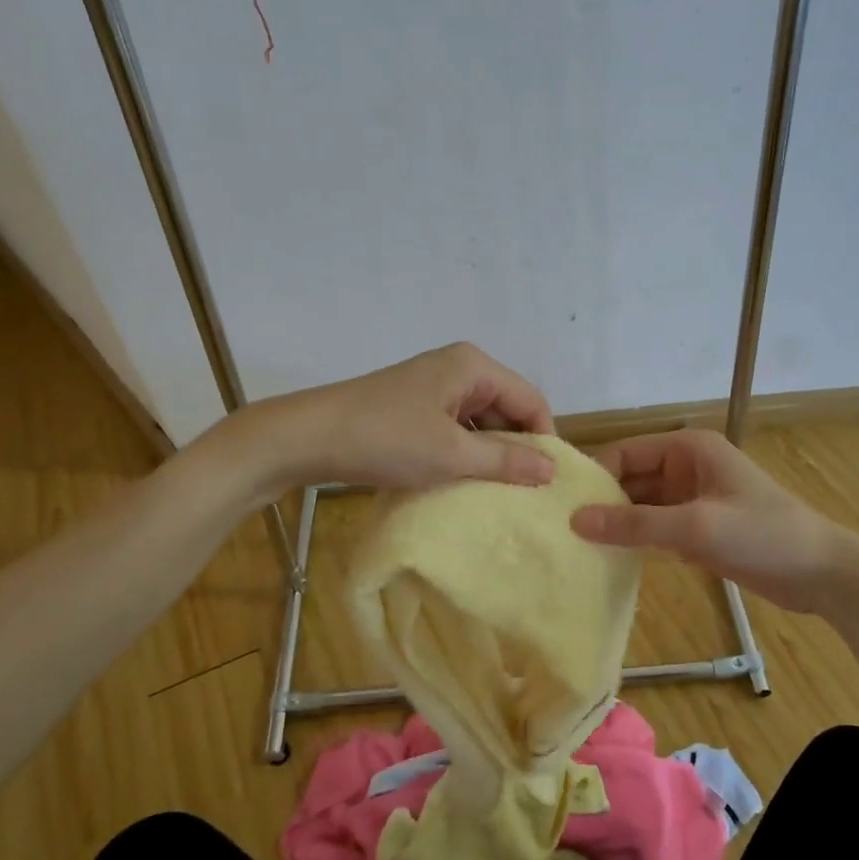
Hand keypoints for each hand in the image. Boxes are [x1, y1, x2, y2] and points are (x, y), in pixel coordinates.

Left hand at [268, 342, 556, 490]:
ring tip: (496, 492)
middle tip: (524, 492)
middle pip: (506, 408)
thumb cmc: (385, 439)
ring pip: (480, 421)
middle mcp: (459, 367)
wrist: (306, 438)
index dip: (544, 439)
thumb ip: (505, 461)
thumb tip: (551, 469)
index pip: (530, 400)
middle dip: (515, 447)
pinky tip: (463, 480)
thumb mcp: (451, 454)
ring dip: (489, 454)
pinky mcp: (415, 405)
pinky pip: (456, 427)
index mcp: (474, 366)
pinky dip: (464, 452)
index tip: (548, 482)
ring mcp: (434, 386)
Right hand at [570, 429, 853, 612]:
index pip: (624, 454)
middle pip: (630, 480)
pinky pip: (656, 528)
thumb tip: (575, 520)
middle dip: (602, 503)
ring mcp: (693, 499)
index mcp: (688, 449)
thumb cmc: (763, 536)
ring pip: (641, 506)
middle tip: (560, 532)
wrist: (822, 573)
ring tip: (575, 548)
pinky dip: (636, 541)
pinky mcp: (699, 528)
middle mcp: (686, 467)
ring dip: (617, 524)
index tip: (560, 507)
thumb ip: (635, 524)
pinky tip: (609, 560)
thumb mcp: (696, 527)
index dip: (594, 477)